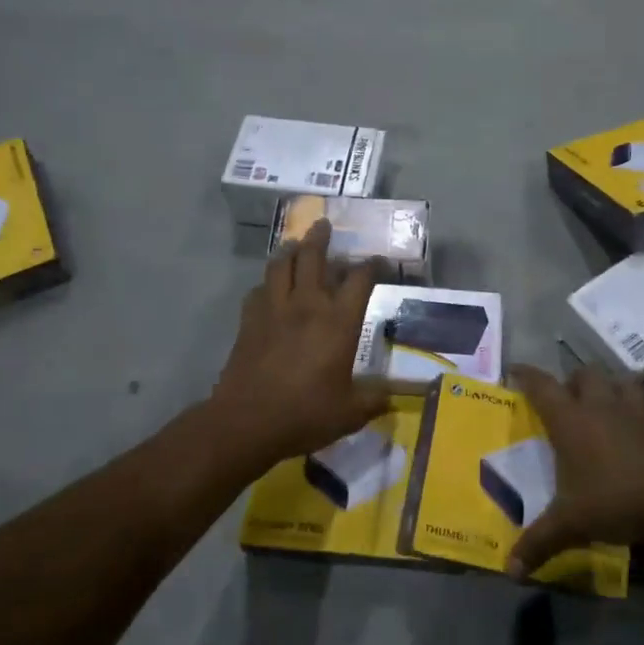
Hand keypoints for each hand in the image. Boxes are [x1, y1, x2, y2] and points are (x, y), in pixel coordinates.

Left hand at [209, 220, 390, 466]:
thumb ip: (375, 399)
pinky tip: (269, 287)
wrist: (248, 420)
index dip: (370, 266)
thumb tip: (395, 395)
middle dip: (320, 238)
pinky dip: (267, 283)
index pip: (359, 280)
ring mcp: (274, 310)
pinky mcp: (249, 321)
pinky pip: (258, 290)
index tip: (376, 260)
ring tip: (294, 244)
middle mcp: (307, 305)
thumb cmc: (306, 413)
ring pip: (280, 266)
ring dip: (289, 250)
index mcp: (338, 322)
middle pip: (313, 257)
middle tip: (323, 224)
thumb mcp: (351, 412)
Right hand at [506, 364, 643, 577]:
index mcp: (571, 421)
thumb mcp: (570, 525)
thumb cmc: (615, 501)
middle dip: (573, 381)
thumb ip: (539, 544)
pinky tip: (642, 438)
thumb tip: (510, 572)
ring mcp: (637, 415)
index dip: (527, 375)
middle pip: (585, 375)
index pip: (542, 386)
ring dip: (612, 388)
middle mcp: (602, 408)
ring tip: (605, 404)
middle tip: (566, 399)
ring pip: (622, 383)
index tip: (515, 370)